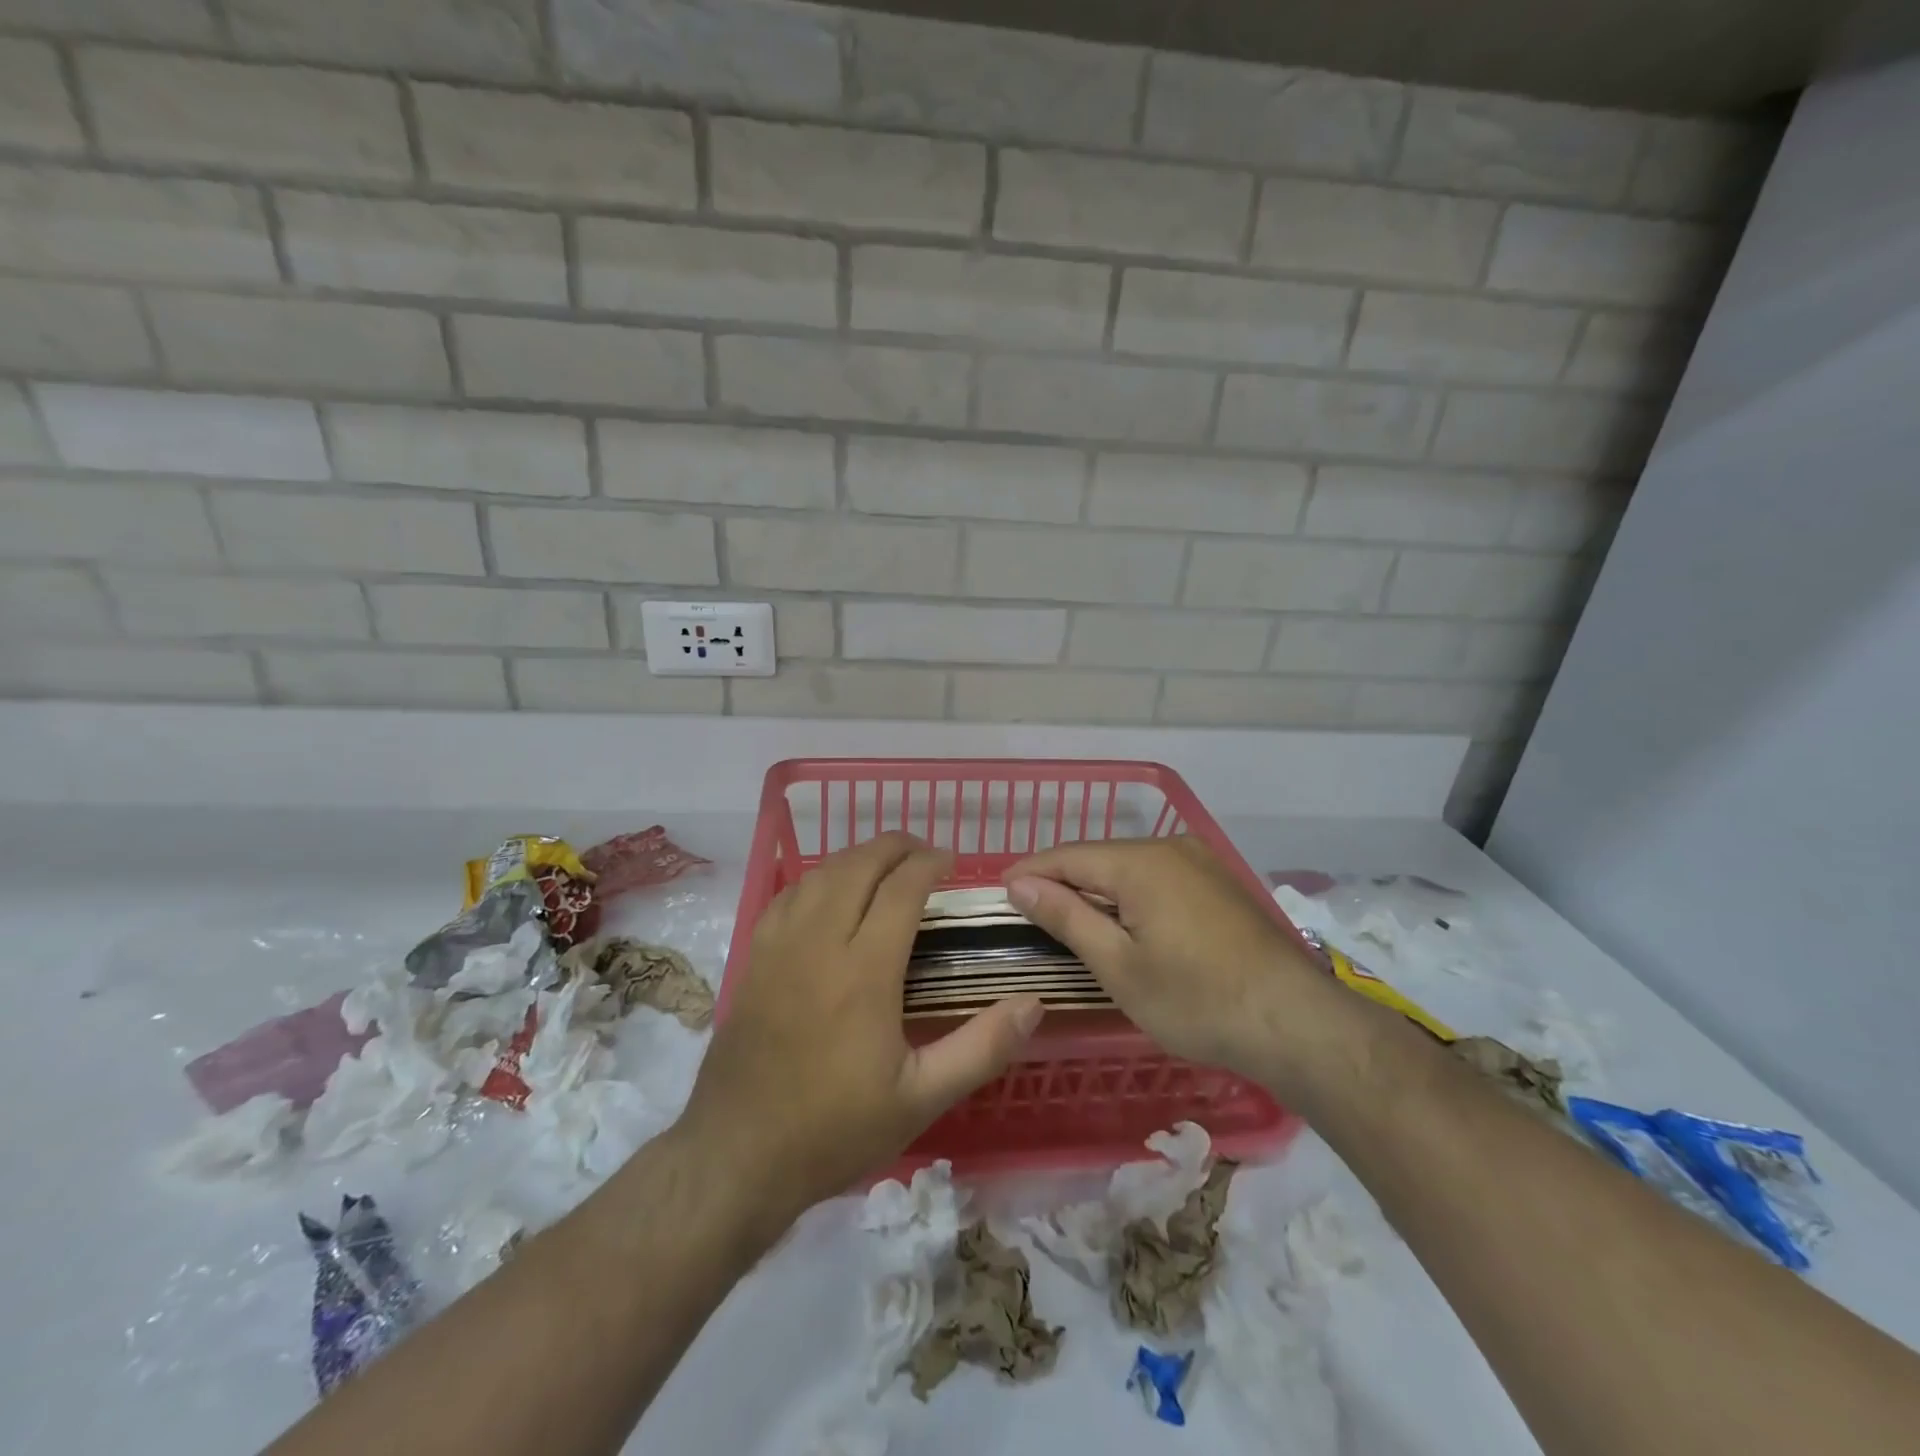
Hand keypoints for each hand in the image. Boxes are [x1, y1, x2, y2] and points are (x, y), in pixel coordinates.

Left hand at [682, 833, 1042, 1218]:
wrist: (739, 1154)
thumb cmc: (835, 1128)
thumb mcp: (921, 1098)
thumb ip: (981, 1048)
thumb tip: (1032, 1003)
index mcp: (864, 971)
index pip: (900, 889)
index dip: (929, 864)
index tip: (952, 862)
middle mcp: (819, 943)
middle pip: (858, 866)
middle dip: (895, 847)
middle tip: (924, 855)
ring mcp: (779, 946)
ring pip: (820, 874)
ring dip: (857, 858)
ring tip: (885, 865)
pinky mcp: (754, 958)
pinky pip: (787, 895)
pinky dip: (818, 878)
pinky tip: (830, 891)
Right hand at [1005, 836, 1344, 1092]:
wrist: (1296, 1023)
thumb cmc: (1196, 999)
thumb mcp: (1119, 965)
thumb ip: (1067, 916)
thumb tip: (1020, 883)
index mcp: (1140, 861)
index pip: (1066, 856)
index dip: (1030, 872)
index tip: (999, 893)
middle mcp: (1170, 847)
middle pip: (1099, 858)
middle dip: (1062, 881)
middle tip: (1028, 913)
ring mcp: (1200, 862)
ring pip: (1129, 867)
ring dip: (1096, 889)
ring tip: (1068, 919)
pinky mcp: (1219, 883)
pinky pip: (1158, 878)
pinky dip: (1130, 895)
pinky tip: (1123, 922)